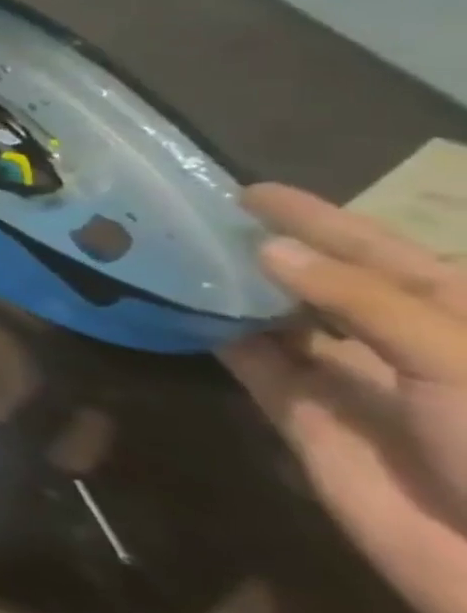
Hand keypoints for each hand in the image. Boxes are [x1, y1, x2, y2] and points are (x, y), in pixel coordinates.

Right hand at [219, 183, 466, 612]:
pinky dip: (216, 338)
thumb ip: (362, 301)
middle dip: (268, 252)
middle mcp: (402, 347)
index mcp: (459, 322)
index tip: (250, 191)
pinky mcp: (305, 420)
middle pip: (322, 286)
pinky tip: (177, 309)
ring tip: (174, 255)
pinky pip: (253, 367)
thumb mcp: (461, 360)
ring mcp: (351, 386)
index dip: (319, 219)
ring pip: (280, 322)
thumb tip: (268, 250)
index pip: (381, 254)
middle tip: (196, 219)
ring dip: (234, 291)